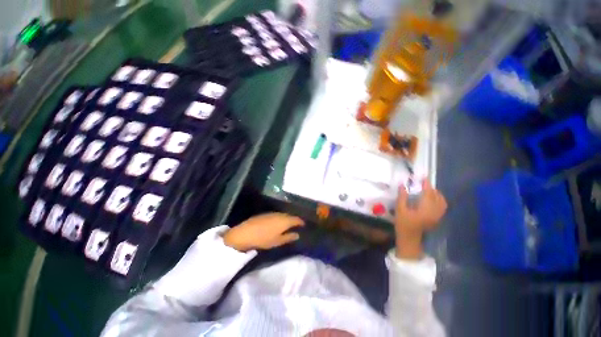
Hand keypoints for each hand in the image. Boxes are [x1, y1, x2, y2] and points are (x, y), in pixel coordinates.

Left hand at [223, 213, 304, 251]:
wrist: (245, 233)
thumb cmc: (264, 239)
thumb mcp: (278, 241)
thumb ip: (289, 237)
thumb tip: (297, 235)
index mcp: (285, 221)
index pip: (296, 219)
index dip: (301, 222)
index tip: (303, 224)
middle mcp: (280, 214)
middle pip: (290, 215)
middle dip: (293, 219)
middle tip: (296, 225)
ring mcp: (272, 213)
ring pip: (283, 214)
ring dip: (286, 218)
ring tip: (287, 224)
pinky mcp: (265, 214)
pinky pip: (276, 215)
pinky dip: (279, 218)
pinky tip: (277, 223)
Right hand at [395, 179, 446, 259]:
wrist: (410, 237)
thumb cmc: (403, 223)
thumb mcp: (399, 209)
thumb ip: (402, 197)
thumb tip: (402, 185)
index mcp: (424, 209)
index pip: (428, 194)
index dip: (426, 185)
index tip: (423, 178)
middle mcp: (434, 212)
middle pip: (436, 197)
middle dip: (431, 189)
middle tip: (423, 184)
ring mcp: (437, 216)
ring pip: (442, 201)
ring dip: (436, 194)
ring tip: (429, 190)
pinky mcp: (437, 219)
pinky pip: (442, 207)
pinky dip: (439, 200)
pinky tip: (433, 199)